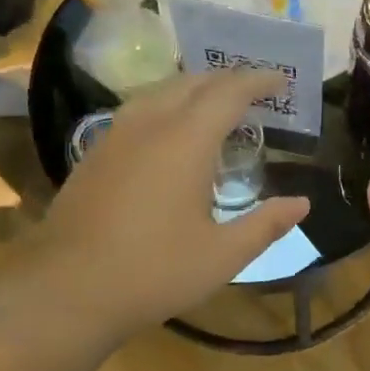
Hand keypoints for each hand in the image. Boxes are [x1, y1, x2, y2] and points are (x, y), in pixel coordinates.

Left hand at [33, 72, 309, 340]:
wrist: (67, 290)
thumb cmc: (154, 272)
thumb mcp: (222, 255)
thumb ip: (265, 225)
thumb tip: (301, 204)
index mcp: (185, 141)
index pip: (229, 93)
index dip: (258, 81)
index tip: (280, 79)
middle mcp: (149, 125)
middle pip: (192, 83)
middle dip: (226, 80)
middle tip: (254, 90)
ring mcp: (115, 137)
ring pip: (159, 92)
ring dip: (193, 90)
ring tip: (216, 106)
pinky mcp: (94, 154)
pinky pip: (138, 111)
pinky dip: (166, 107)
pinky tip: (170, 134)